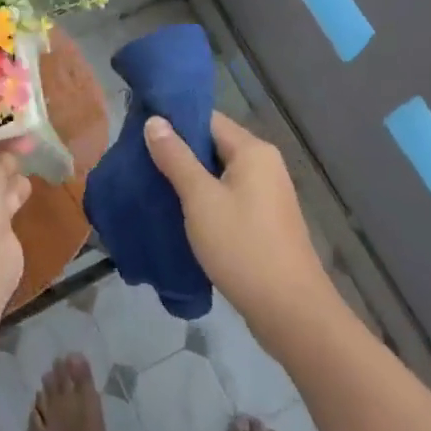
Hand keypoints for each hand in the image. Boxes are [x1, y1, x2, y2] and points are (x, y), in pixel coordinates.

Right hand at [144, 111, 332, 330]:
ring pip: (220, 173)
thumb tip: (155, 120)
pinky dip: (206, 200)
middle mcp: (264, 164)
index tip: (140, 132)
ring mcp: (268, 193)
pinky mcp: (265, 220)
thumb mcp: (200, 200)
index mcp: (253, 150)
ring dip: (190, 179)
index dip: (174, 122)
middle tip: (140, 162)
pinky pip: (229, 196)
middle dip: (179, 152)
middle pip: (214, 144)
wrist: (290, 311)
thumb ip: (176, 157)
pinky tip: (180, 214)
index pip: (208, 119)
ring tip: (153, 186)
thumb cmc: (242, 247)